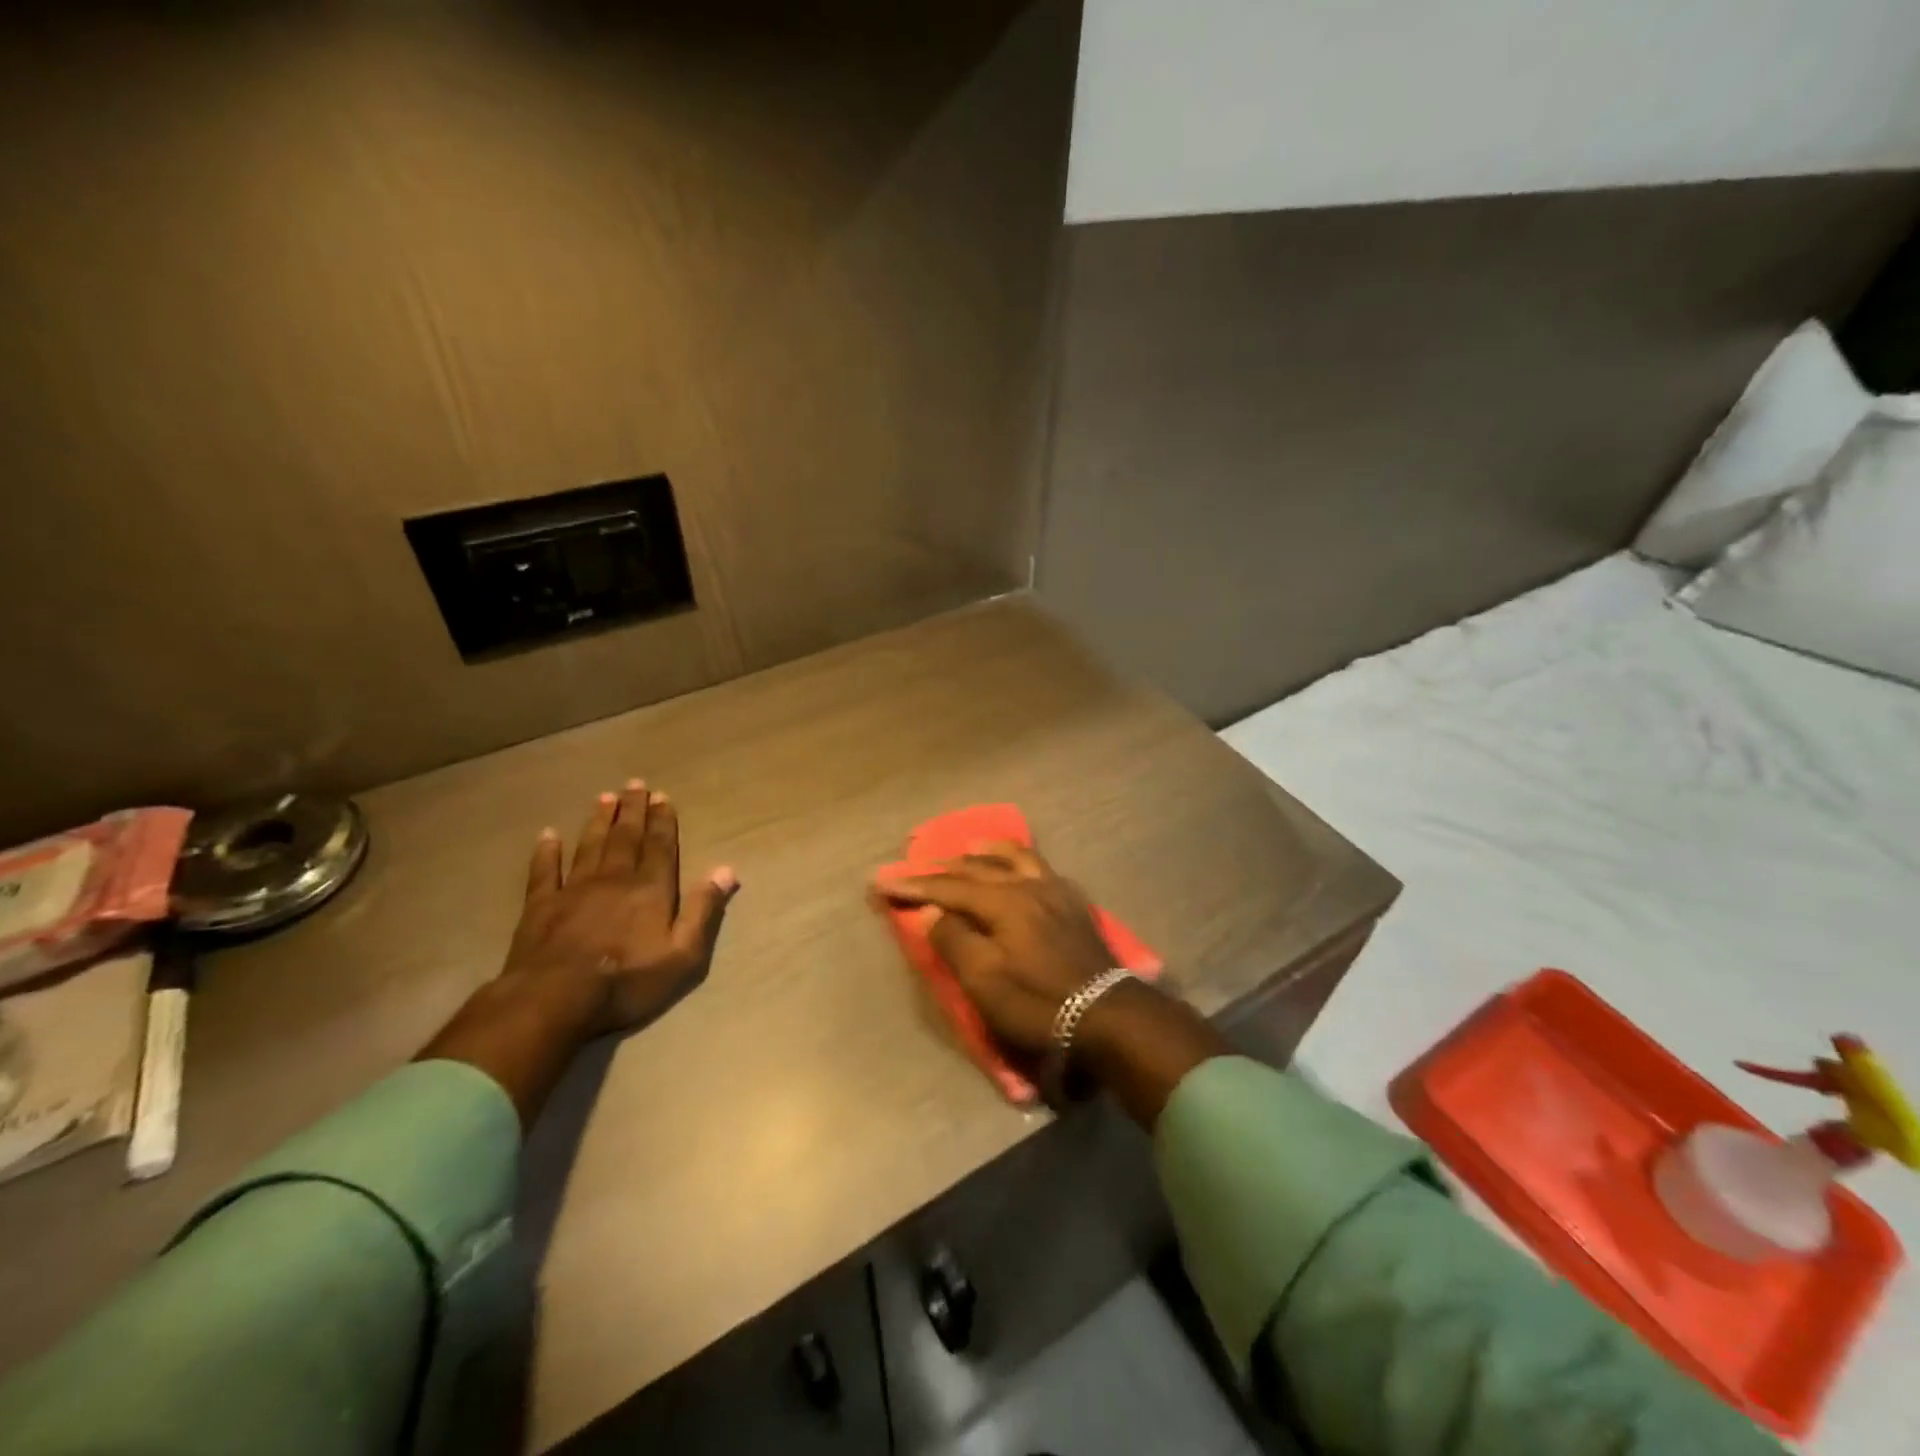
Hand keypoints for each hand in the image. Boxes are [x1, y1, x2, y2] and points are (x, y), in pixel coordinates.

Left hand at [503, 780, 739, 1036]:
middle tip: (634, 785)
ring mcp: (574, 890)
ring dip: (598, 821)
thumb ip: (704, 910)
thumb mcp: (683, 954)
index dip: (662, 821)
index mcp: (650, 889)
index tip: (662, 796)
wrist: (555, 999)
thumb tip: (727, 870)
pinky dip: (546, 852)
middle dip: (632, 811)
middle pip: (626, 838)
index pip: (660, 846)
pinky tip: (547, 835)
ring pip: (590, 846)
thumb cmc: (627, 980)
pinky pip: (545, 871)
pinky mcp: (541, 906)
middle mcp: (614, 879)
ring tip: (604, 798)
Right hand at [875, 842, 1113, 1055]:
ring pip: (1016, 857)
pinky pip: (1041, 867)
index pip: (948, 888)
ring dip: (986, 852)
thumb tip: (932, 913)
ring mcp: (1056, 891)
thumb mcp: (985, 981)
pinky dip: (1019, 861)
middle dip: (942, 868)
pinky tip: (1018, 868)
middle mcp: (1029, 885)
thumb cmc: (1038, 1003)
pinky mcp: (1075, 905)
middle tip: (915, 865)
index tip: (881, 882)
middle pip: (978, 867)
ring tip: (968, 848)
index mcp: (1004, 901)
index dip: (913, 886)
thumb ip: (954, 940)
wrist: (1107, 1016)